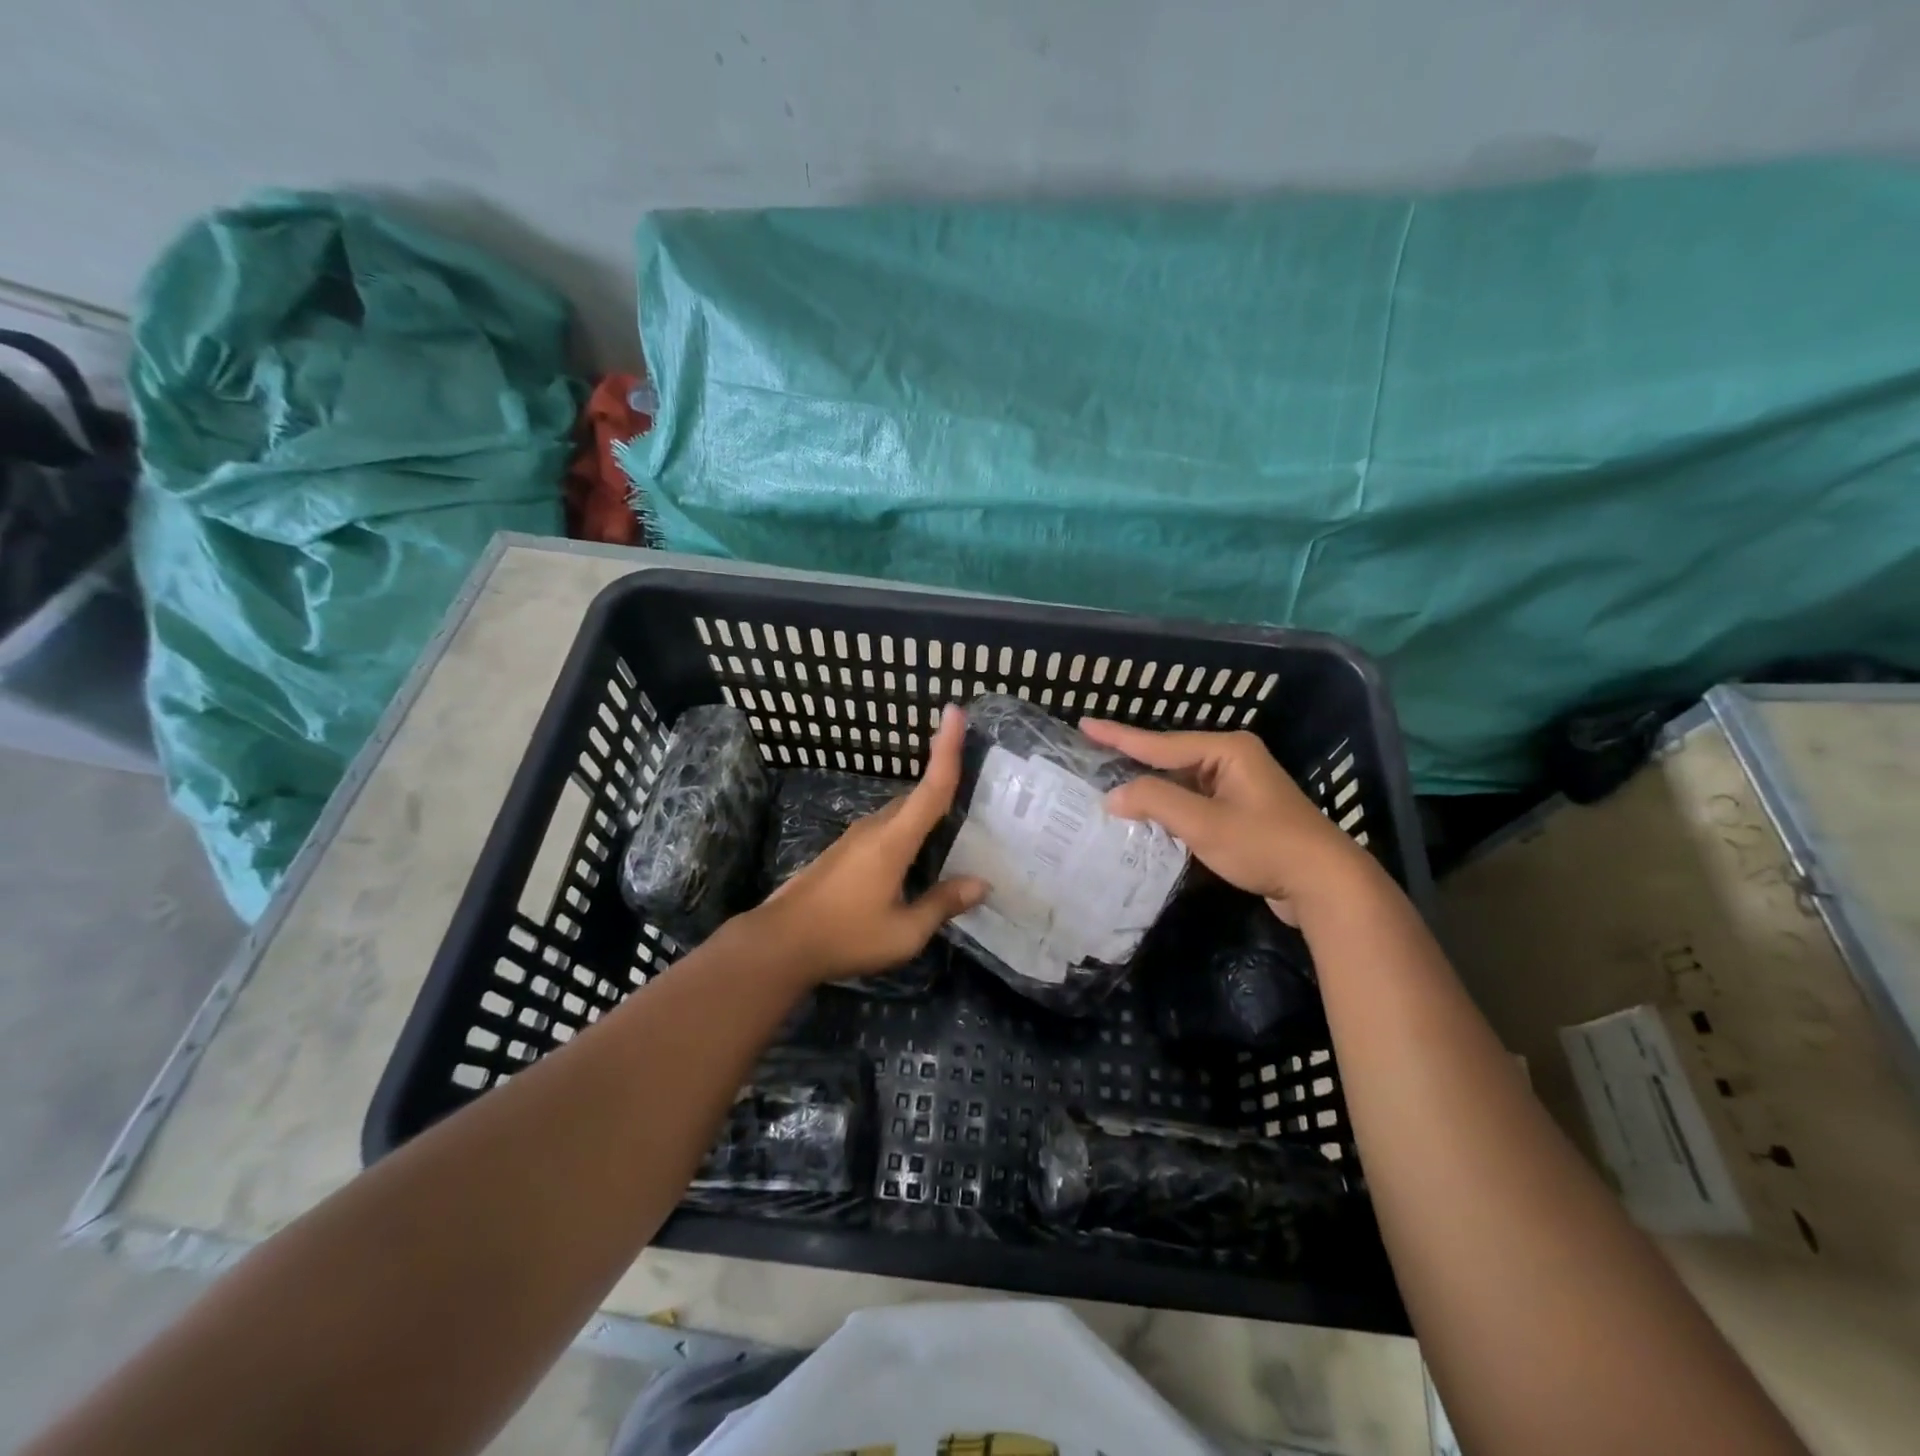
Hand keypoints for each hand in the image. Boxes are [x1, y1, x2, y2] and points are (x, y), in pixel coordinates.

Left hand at [740, 705, 987, 983]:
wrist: (780, 942)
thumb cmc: (845, 936)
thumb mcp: (904, 932)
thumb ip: (942, 904)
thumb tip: (982, 884)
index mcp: (893, 840)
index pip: (931, 787)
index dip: (946, 749)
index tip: (955, 711)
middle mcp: (875, 828)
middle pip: (917, 797)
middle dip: (945, 784)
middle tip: (981, 793)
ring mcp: (855, 838)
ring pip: (900, 815)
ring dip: (926, 816)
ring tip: (955, 831)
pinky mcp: (843, 851)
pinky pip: (886, 831)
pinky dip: (908, 833)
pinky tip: (917, 860)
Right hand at [1078, 720, 1372, 923]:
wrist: (1325, 883)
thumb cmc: (1264, 845)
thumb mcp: (1204, 823)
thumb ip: (1156, 802)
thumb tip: (1114, 795)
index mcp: (1227, 750)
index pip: (1160, 743)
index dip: (1119, 736)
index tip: (1085, 724)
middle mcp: (1233, 760)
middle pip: (1171, 758)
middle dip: (1134, 761)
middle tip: (1093, 756)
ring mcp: (1240, 787)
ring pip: (1183, 783)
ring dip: (1152, 790)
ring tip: (1111, 787)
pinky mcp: (1243, 814)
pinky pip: (1195, 802)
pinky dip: (1171, 809)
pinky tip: (1149, 818)